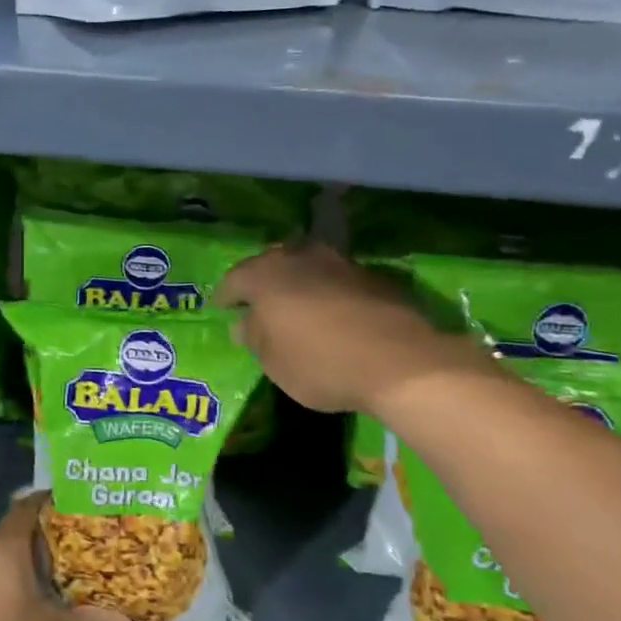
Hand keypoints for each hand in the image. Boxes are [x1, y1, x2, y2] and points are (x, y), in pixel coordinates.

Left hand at [0, 492, 136, 620]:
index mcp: (5, 545)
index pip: (28, 506)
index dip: (51, 500)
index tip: (77, 503)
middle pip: (17, 527)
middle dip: (46, 531)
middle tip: (79, 537)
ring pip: (3, 551)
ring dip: (28, 554)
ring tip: (60, 565)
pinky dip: (12, 572)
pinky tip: (31, 593)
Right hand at [214, 242, 492, 416]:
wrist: (400, 362)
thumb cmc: (320, 363)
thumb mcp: (273, 362)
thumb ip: (254, 336)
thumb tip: (244, 324)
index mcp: (266, 275)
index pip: (235, 278)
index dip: (225, 295)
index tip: (220, 307)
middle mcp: (301, 258)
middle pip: (272, 263)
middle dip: (262, 280)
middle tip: (256, 301)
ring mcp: (340, 264)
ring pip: (307, 266)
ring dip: (297, 282)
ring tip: (294, 305)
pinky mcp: (373, 277)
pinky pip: (336, 280)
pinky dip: (327, 292)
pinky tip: (330, 313)